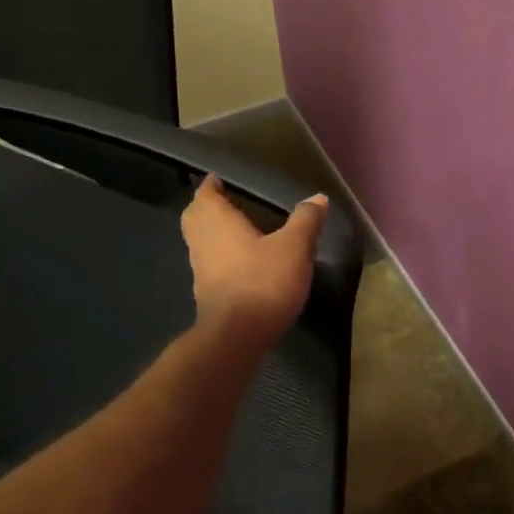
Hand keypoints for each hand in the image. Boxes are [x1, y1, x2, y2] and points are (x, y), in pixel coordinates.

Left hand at [180, 175, 328, 346]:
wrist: (237, 334)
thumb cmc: (263, 281)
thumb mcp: (294, 247)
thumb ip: (305, 220)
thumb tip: (318, 198)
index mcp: (216, 220)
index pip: (205, 193)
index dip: (212, 184)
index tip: (221, 179)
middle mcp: (201, 240)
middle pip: (196, 216)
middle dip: (208, 208)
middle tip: (227, 203)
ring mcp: (200, 268)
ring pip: (201, 241)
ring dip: (213, 233)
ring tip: (239, 231)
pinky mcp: (206, 292)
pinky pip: (210, 264)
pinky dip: (221, 257)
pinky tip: (242, 263)